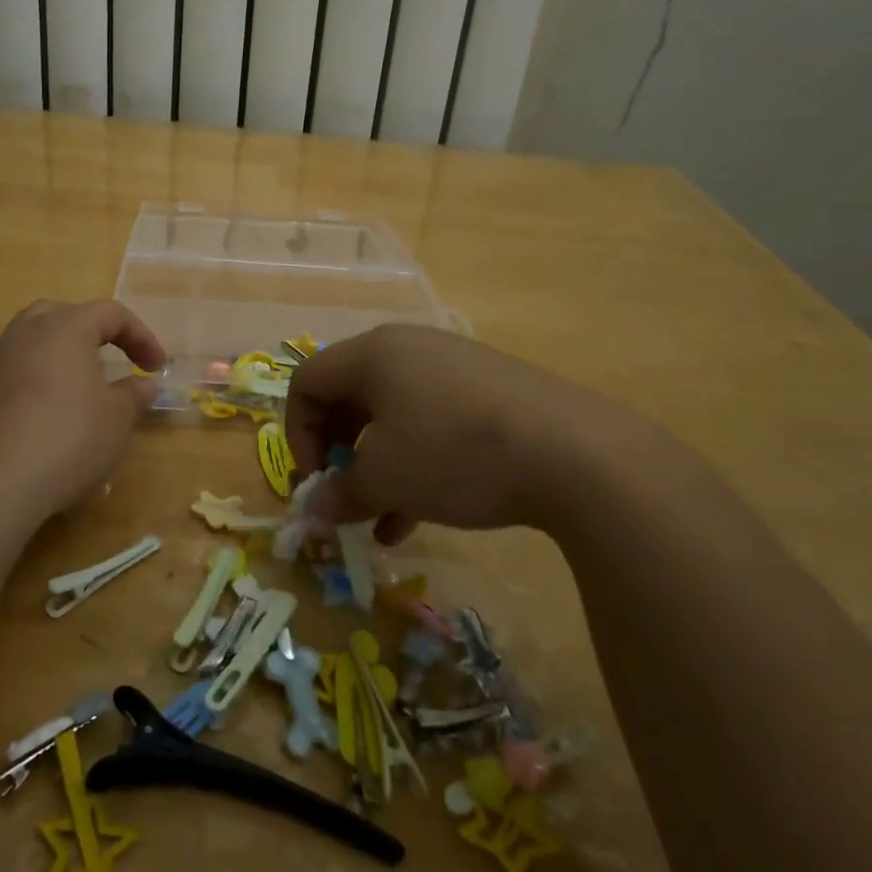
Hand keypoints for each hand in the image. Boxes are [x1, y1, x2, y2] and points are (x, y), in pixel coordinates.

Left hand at [0, 299, 165, 522]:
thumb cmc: (67, 440)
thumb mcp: (117, 420)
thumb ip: (133, 395)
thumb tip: (142, 384)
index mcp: (66, 328)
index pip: (110, 313)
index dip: (140, 336)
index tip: (156, 368)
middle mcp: (26, 334)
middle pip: (64, 315)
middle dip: (93, 333)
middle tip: (112, 360)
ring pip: (34, 343)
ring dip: (62, 358)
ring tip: (81, 390)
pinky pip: (16, 373)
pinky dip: (38, 384)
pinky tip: (49, 419)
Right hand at [287, 324, 685, 542]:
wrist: (575, 453)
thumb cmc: (455, 453)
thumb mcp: (388, 479)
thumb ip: (342, 494)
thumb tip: (316, 511)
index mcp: (374, 354)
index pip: (307, 381)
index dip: (297, 432)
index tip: (316, 480)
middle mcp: (409, 349)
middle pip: (348, 396)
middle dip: (338, 452)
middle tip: (346, 496)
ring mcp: (453, 367)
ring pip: (392, 415)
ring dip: (378, 468)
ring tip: (382, 522)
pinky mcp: (489, 391)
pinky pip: (432, 421)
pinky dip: (417, 463)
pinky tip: (422, 516)